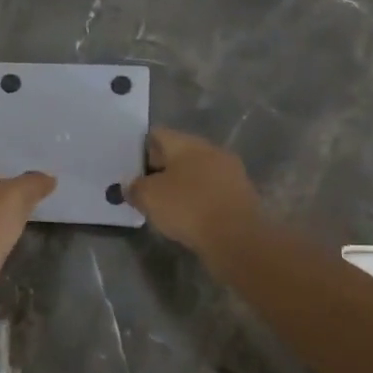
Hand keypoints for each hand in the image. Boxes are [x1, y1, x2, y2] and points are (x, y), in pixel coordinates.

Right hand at [126, 128, 260, 259]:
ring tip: (167, 205)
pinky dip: (199, 198)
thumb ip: (135, 188)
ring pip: (198, 172)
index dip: (141, 149)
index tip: (132, 170)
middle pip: (179, 152)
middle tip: (146, 188)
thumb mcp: (149, 198)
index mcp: (187, 143)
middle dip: (162, 168)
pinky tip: (190, 216)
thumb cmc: (188, 208)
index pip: (158, 134)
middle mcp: (211, 150)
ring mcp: (230, 171)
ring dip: (183, 184)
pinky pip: (212, 190)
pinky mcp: (241, 194)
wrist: (237, 238)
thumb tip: (130, 185)